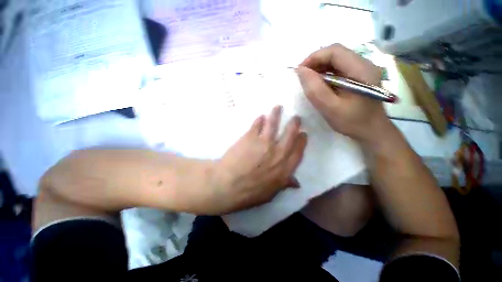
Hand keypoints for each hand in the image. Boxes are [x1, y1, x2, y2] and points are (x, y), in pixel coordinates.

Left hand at [212, 106, 306, 213]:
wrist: (228, 185)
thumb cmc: (249, 192)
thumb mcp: (270, 193)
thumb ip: (284, 184)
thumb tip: (296, 182)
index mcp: (285, 168)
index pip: (298, 151)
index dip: (302, 141)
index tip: (303, 134)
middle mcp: (278, 153)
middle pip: (290, 134)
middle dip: (294, 124)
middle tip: (296, 117)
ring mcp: (264, 142)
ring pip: (274, 124)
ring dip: (276, 114)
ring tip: (278, 107)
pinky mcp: (251, 137)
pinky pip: (257, 124)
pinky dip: (259, 119)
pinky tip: (260, 116)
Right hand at [296, 44, 393, 143]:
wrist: (372, 131)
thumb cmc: (352, 122)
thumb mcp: (330, 108)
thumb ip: (315, 89)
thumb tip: (301, 71)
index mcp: (361, 69)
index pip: (335, 51)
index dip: (314, 57)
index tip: (300, 71)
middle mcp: (364, 64)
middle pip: (336, 53)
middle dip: (316, 62)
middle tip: (303, 76)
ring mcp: (363, 70)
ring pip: (337, 61)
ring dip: (320, 68)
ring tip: (309, 81)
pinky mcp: (359, 76)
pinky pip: (339, 69)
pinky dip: (326, 74)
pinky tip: (320, 84)